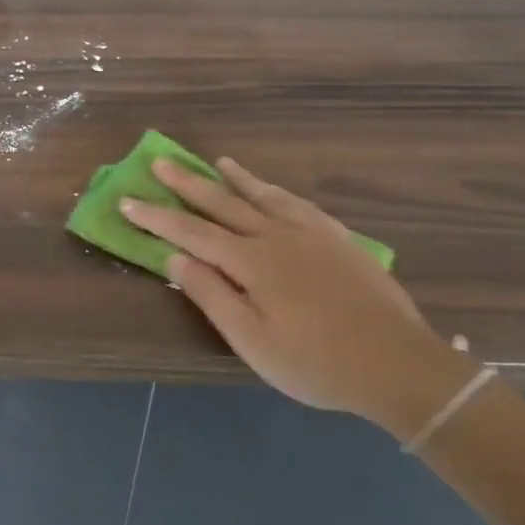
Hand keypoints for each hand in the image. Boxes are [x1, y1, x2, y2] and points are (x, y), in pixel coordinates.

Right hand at [122, 157, 476, 438]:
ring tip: (217, 161)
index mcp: (250, 262)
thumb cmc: (316, 362)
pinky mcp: (338, 239)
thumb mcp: (252, 341)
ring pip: (263, 196)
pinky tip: (274, 191)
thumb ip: (212, 295)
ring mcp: (310, 234)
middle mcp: (276, 236)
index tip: (127, 201)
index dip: (156, 218)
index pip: (191, 233)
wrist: (397, 363)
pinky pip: (299, 204)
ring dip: (236, 178)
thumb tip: (174, 259)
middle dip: (187, 184)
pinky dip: (277, 191)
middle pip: (223, 203)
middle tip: (160, 162)